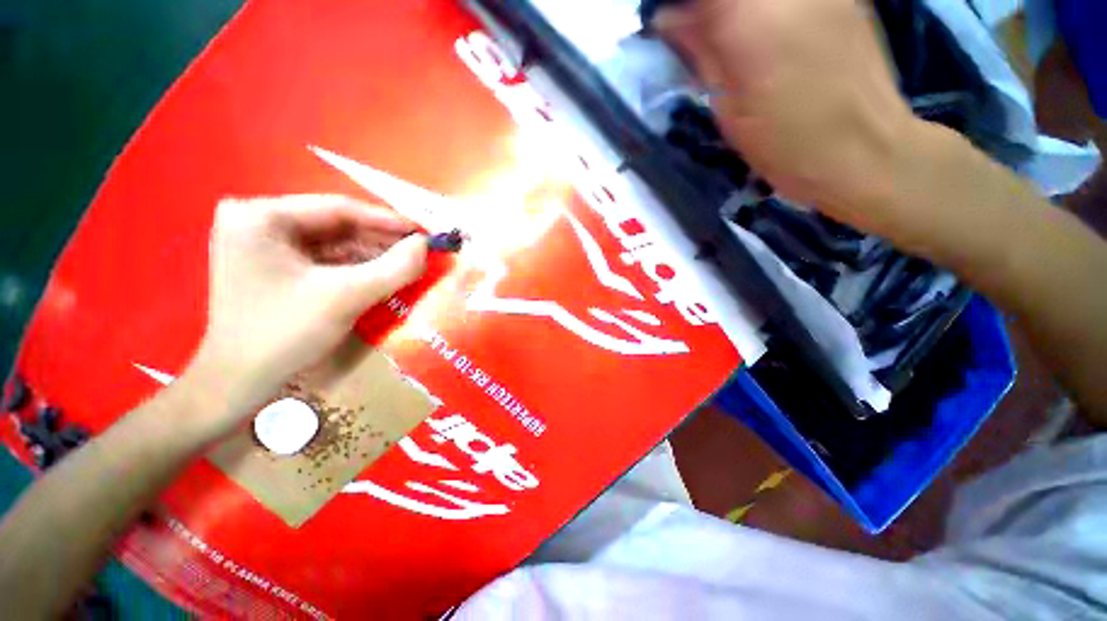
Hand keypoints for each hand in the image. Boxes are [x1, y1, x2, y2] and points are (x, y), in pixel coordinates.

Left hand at [188, 194, 427, 427]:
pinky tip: (384, 274)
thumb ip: (394, 268)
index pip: (338, 208)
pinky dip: (357, 267)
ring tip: (409, 263)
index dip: (388, 220)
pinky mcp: (274, 266)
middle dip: (381, 240)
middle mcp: (258, 222)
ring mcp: (264, 245)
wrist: (240, 383)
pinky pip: (325, 259)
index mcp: (261, 217)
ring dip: (373, 254)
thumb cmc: (284, 334)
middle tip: (421, 250)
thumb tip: (426, 245)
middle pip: (336, 225)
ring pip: (334, 243)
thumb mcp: (347, 297)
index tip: (424, 232)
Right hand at [656, 0, 918, 232]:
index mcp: (750, 16)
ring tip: (738, 41)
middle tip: (703, 34)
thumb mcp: (726, 107)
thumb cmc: (784, 143)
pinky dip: (767, 13)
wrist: (863, 151)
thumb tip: (669, 18)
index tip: (673, 24)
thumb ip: (700, 51)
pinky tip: (772, 33)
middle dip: (709, 10)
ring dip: (738, 13)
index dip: (682, 8)